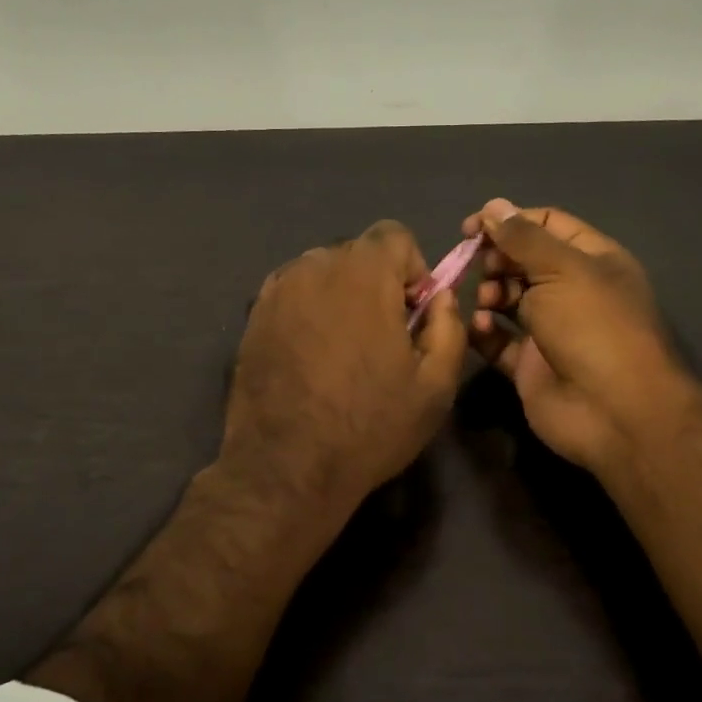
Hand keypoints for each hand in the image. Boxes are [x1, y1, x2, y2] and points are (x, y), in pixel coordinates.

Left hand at [221, 220, 467, 520]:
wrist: (286, 466)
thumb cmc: (369, 426)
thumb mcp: (435, 385)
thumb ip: (448, 326)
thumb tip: (439, 296)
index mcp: (363, 274)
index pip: (394, 235)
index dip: (412, 269)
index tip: (411, 313)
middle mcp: (314, 267)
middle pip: (356, 253)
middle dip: (377, 283)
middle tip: (381, 337)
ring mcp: (277, 290)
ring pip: (321, 272)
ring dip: (340, 296)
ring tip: (343, 350)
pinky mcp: (253, 316)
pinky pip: (292, 294)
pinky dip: (308, 310)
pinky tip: (311, 355)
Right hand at [463, 198, 691, 481]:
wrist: (614, 411)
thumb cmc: (593, 327)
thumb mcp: (562, 269)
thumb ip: (523, 237)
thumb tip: (493, 206)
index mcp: (591, 260)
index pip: (546, 224)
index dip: (509, 220)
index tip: (471, 227)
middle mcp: (571, 291)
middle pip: (522, 261)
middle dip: (496, 260)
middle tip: (480, 267)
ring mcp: (549, 329)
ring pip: (506, 299)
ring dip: (488, 294)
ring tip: (486, 302)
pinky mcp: (528, 364)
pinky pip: (497, 339)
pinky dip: (483, 331)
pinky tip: (481, 328)